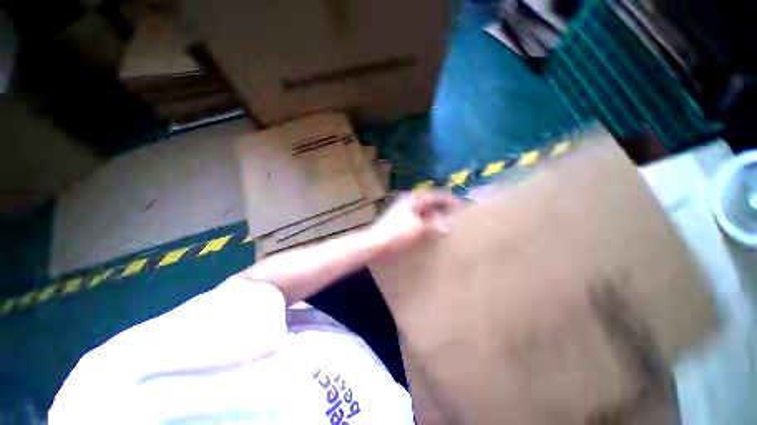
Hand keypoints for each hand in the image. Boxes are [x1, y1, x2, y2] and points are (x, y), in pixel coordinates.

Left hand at [366, 190, 461, 258]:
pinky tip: (430, 229)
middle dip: (441, 208)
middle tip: (453, 215)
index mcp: (413, 199)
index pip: (435, 195)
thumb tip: (444, 227)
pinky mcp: (400, 220)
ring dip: (433, 216)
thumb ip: (433, 225)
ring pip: (423, 210)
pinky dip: (426, 222)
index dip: (448, 199)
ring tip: (444, 223)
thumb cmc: (397, 233)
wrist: (376, 242)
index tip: (460, 204)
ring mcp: (403, 210)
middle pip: (429, 202)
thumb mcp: (419, 228)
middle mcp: (408, 201)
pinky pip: (418, 218)